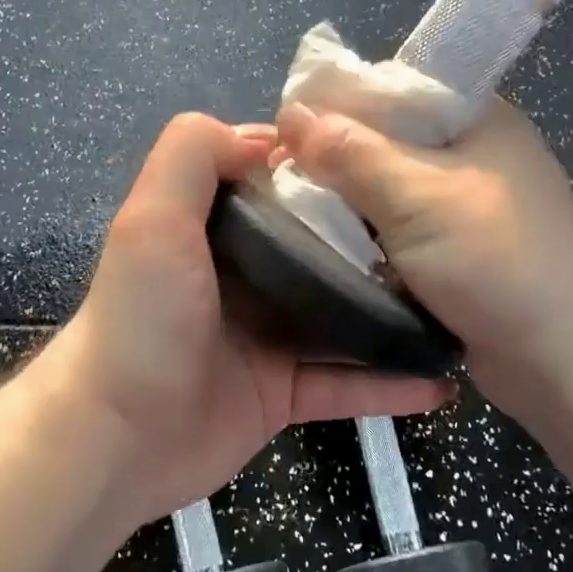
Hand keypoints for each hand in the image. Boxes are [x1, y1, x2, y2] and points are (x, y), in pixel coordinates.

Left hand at [42, 113, 453, 528]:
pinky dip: (388, 386)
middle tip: (443, 234)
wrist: (116, 436)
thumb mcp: (154, 215)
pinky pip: (344, 385)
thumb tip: (269, 136)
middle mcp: (243, 278)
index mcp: (215, 229)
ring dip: (392, 313)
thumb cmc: (143, 317)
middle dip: (375, 241)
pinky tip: (441, 382)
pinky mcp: (281, 393)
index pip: (277, 185)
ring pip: (341, 318)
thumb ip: (194, 154)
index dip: (324, 171)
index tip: (388, 161)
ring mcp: (265, 337)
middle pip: (320, 249)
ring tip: (456, 304)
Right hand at [276, 99, 572, 424]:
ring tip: (293, 216)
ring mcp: (464, 206)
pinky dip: (366, 238)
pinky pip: (396, 231)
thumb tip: (291, 115)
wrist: (569, 360)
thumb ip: (351, 153)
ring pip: (386, 190)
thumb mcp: (417, 196)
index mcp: (473, 117)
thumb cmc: (497, 261)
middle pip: (384, 140)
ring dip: (347, 205)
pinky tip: (329, 248)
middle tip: (279, 182)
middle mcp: (470, 153)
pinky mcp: (456, 252)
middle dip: (333, 160)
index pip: (389, 88)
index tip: (285, 136)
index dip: (335, 106)